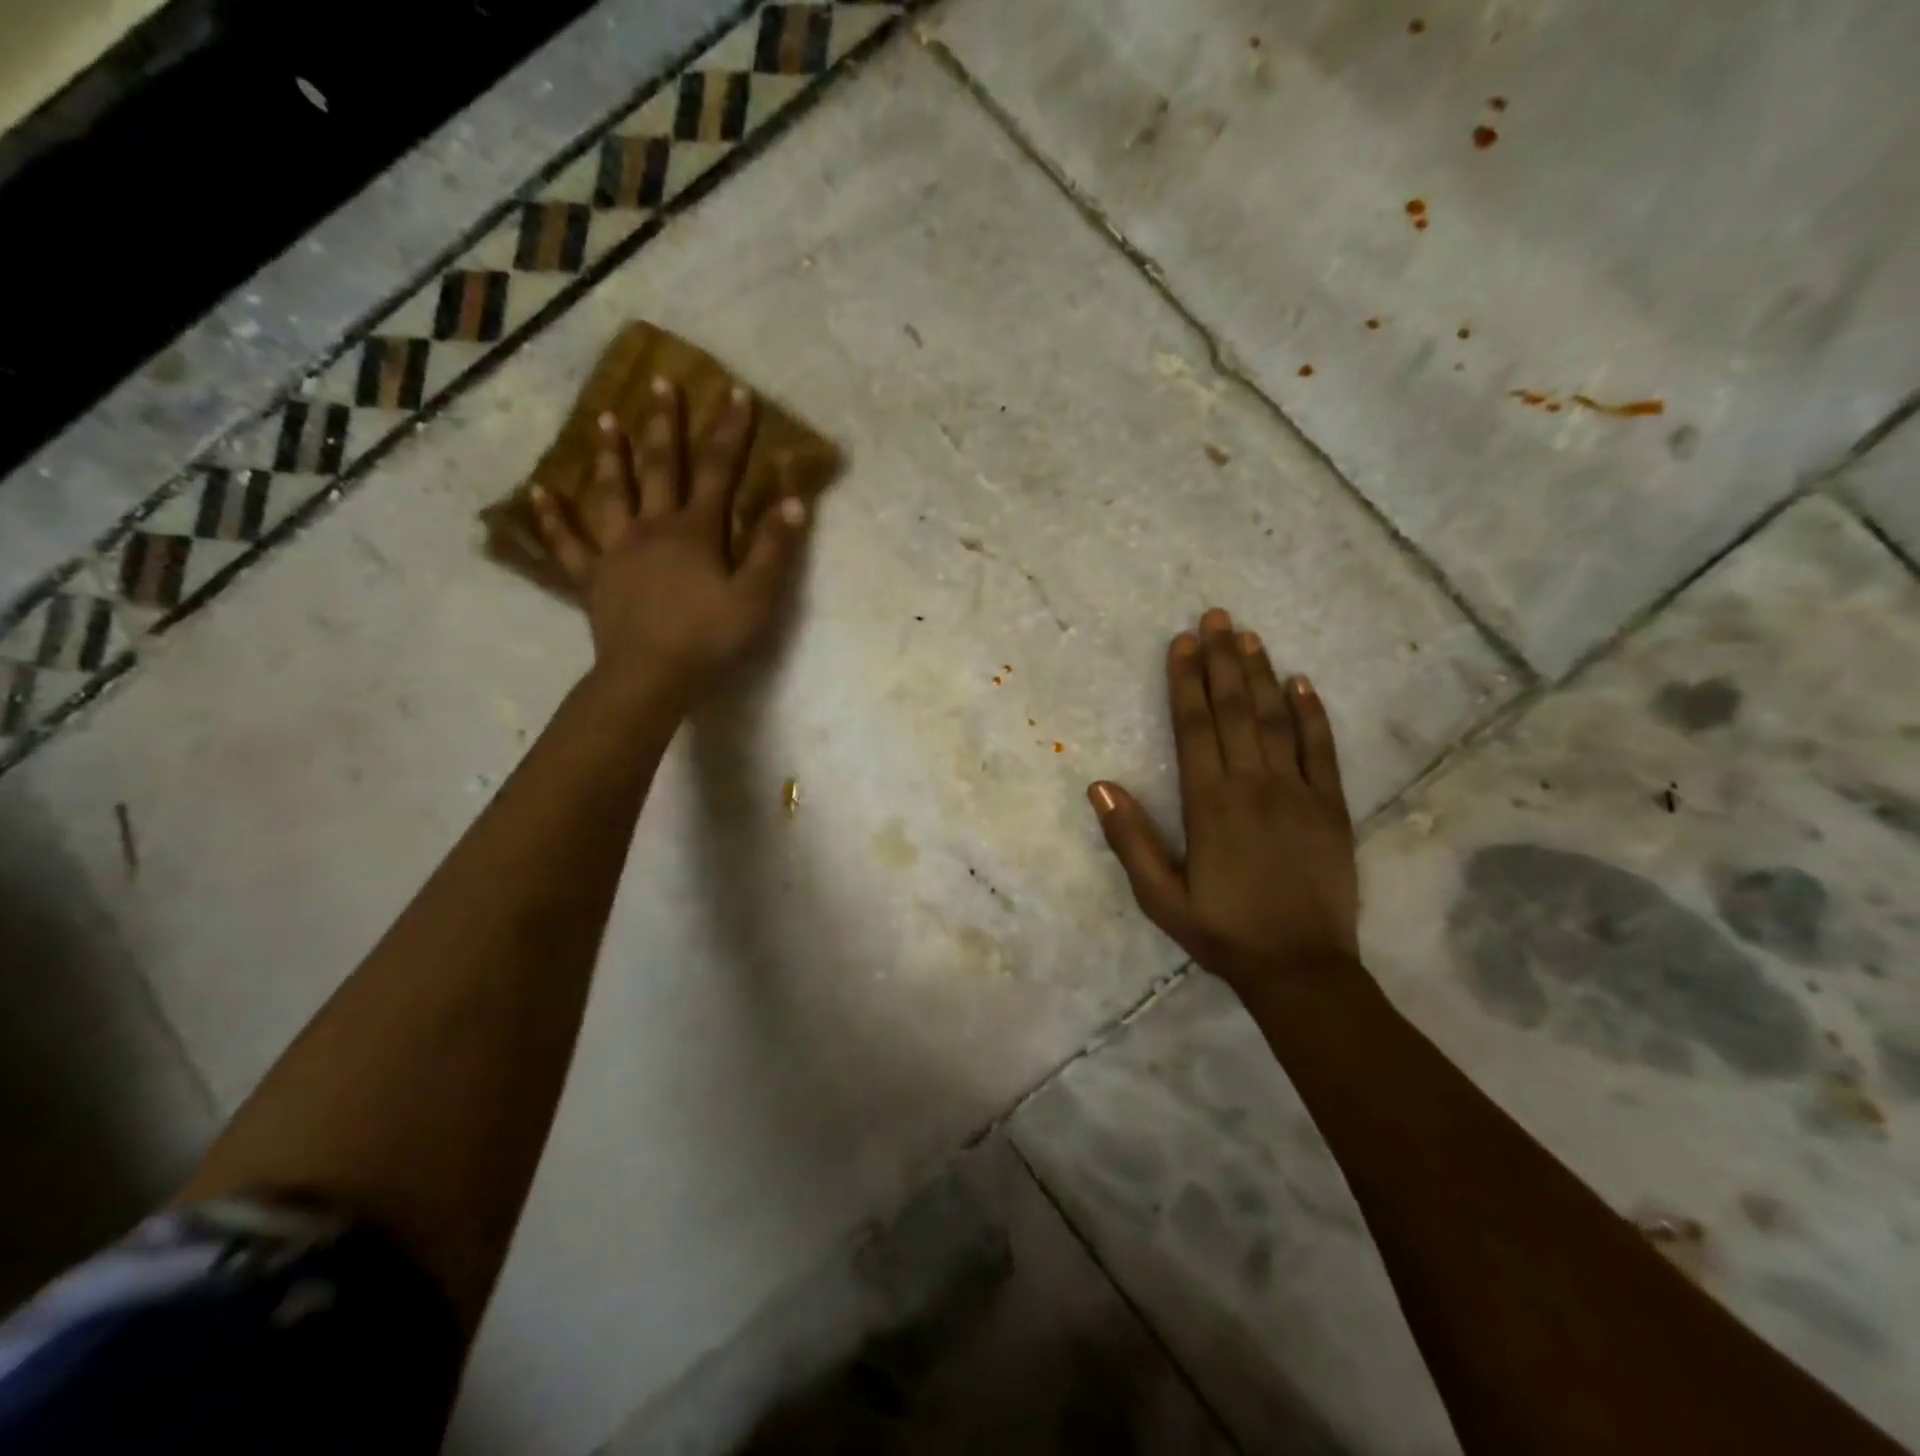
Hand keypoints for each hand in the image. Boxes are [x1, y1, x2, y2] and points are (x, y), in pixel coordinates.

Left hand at [529, 380, 806, 708]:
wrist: (651, 677)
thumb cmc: (709, 639)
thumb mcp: (756, 598)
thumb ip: (773, 549)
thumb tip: (793, 501)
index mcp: (695, 531)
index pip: (718, 471)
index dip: (729, 432)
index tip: (735, 393)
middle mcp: (652, 528)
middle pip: (659, 468)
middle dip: (664, 424)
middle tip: (661, 383)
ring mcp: (616, 551)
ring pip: (610, 493)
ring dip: (610, 455)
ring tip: (605, 420)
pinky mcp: (592, 579)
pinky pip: (568, 543)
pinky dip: (552, 518)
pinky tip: (538, 493)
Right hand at [1088, 608, 1360, 995]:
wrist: (1301, 968)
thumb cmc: (1223, 931)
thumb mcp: (1160, 898)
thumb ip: (1130, 840)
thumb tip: (1099, 785)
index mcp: (1209, 804)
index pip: (1194, 728)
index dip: (1186, 682)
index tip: (1181, 643)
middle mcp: (1253, 785)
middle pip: (1234, 710)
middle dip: (1221, 661)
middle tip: (1215, 616)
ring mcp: (1298, 792)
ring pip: (1276, 720)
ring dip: (1261, 674)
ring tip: (1249, 635)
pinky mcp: (1331, 806)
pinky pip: (1322, 750)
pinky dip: (1313, 714)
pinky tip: (1303, 684)